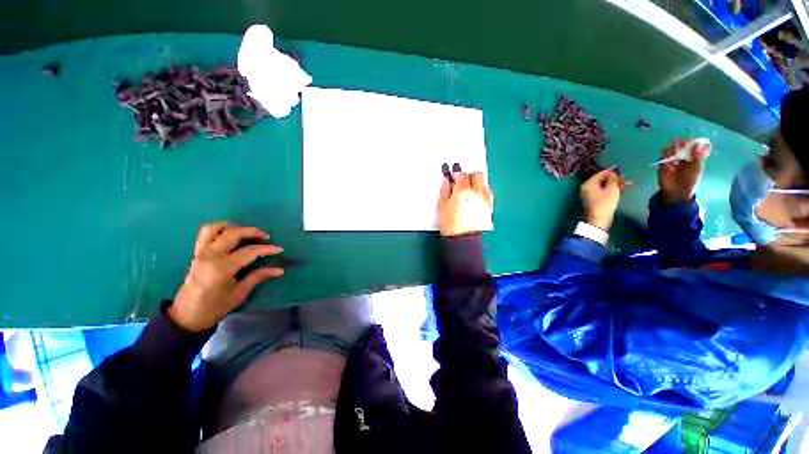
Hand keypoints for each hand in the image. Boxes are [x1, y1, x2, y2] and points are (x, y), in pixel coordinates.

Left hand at [169, 223, 284, 331]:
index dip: (267, 249)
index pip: (249, 251)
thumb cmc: (215, 307)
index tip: (279, 249)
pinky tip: (231, 235)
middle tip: (266, 238)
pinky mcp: (196, 253)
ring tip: (247, 233)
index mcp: (221, 269)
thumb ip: (258, 277)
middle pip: (233, 233)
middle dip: (253, 232)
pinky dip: (219, 229)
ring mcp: (200, 253)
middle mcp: (210, 256)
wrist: (187, 316)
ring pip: (216, 228)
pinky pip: (206, 233)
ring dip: (234, 227)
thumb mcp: (239, 294)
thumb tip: (279, 270)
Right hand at [438, 172, 493, 236]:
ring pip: (484, 184)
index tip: (453, 176)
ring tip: (470, 189)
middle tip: (462, 180)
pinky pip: (488, 194)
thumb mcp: (442, 205)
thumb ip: (445, 190)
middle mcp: (476, 193)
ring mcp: (485, 200)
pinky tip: (477, 197)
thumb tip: (446, 182)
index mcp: (463, 190)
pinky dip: (483, 192)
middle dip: (469, 175)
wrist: (462, 238)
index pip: (462, 175)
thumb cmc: (450, 223)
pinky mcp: (489, 207)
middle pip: (477, 175)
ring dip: (477, 183)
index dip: (456, 174)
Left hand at [580, 169, 630, 230]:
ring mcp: (588, 194)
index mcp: (588, 184)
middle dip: (614, 179)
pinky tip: (620, 190)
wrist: (598, 219)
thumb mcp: (611, 188)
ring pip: (603, 186)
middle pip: (601, 180)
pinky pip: (602, 192)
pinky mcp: (592, 200)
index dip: (612, 172)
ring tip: (627, 184)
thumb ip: (612, 179)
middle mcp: (586, 188)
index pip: (601, 173)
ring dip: (614, 185)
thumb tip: (612, 173)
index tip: (622, 173)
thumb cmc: (605, 202)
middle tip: (626, 179)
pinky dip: (610, 190)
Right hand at [658, 139, 710, 204]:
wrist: (677, 191)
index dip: (692, 143)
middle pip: (681, 146)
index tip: (692, 141)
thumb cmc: (690, 180)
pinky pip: (663, 158)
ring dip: (673, 149)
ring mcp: (672, 161)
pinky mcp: (662, 165)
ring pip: (671, 150)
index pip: (692, 146)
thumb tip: (699, 143)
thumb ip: (699, 156)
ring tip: (675, 150)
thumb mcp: (698, 168)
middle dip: (681, 144)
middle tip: (682, 144)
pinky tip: (669, 158)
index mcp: (692, 157)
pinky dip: (665, 156)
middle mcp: (682, 157)